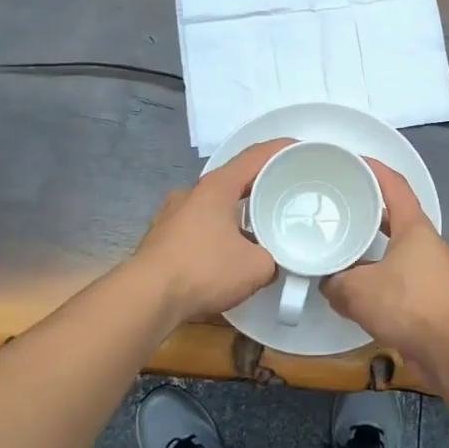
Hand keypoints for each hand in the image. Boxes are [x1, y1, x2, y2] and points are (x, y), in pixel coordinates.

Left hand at [132, 138, 289, 323]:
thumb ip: (273, 258)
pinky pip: (199, 226)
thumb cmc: (204, 270)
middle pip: (234, 179)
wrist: (147, 298)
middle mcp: (192, 193)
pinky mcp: (162, 238)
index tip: (302, 150)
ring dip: (237, 212)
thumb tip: (272, 262)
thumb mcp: (257, 267)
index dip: (281, 149)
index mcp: (217, 187)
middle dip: (260, 184)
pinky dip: (218, 231)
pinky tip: (228, 252)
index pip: (255, 156)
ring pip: (214, 204)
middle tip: (285, 194)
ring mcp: (172, 214)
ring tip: (259, 227)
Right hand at [323, 159, 448, 375]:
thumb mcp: (357, 290)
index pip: (394, 184)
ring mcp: (430, 270)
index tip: (351, 160)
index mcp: (413, 226)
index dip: (373, 168)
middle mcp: (425, 242)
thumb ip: (335, 282)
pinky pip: (397, 276)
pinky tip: (354, 289)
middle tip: (338, 206)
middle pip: (394, 215)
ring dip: (370, 247)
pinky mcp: (429, 296)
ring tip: (340, 247)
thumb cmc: (407, 304)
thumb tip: (327, 284)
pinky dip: (376, 277)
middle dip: (367, 209)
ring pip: (394, 248)